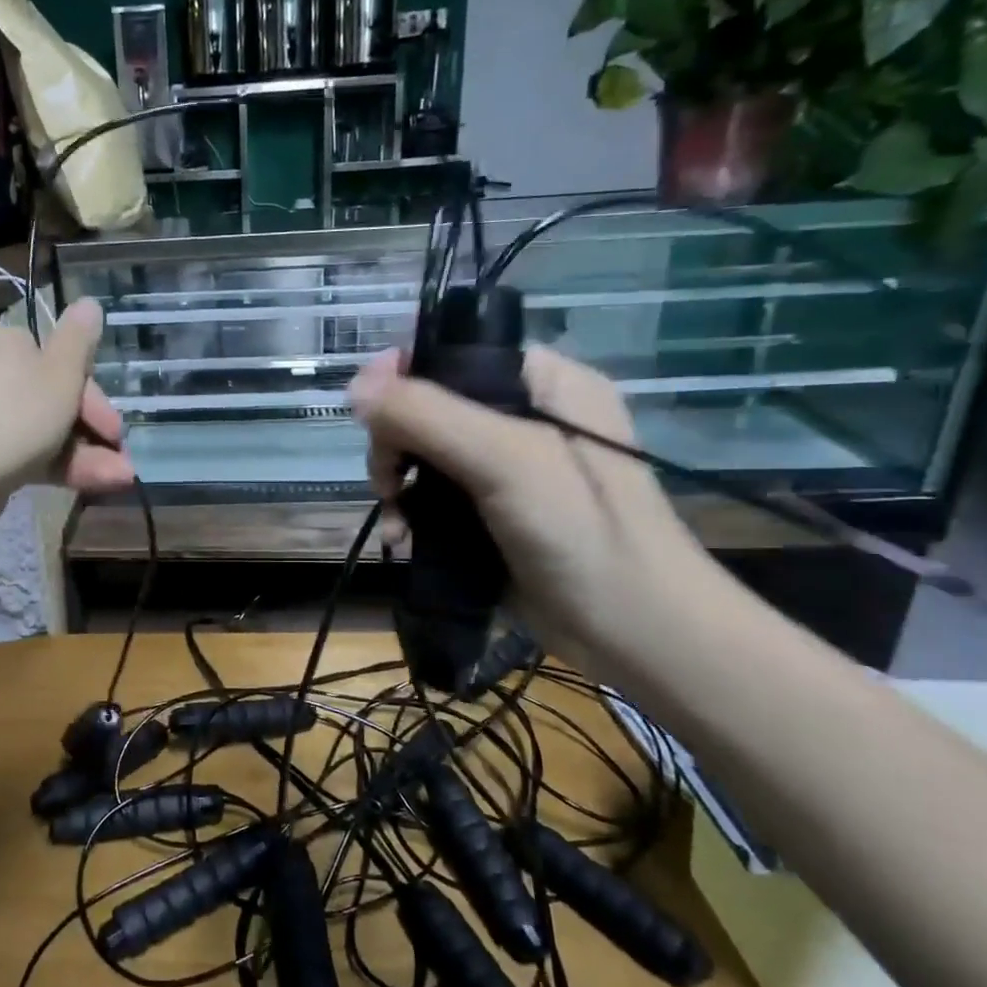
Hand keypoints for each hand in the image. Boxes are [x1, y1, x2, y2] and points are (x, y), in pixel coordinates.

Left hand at [0, 299, 135, 518]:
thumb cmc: (15, 416)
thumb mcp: (60, 373)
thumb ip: (80, 339)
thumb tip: (89, 302)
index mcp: (3, 340)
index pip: (59, 362)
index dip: (95, 398)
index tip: (116, 430)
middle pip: (52, 397)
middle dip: (92, 433)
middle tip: (120, 462)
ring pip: (41, 429)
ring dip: (84, 454)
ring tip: (117, 480)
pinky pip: (20, 450)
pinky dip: (54, 464)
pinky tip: (86, 484)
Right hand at [348, 346, 719, 679]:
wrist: (632, 632)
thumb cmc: (581, 531)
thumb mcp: (504, 458)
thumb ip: (427, 415)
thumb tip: (355, 386)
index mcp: (545, 384)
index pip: (459, 354)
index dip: (408, 376)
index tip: (374, 415)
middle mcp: (527, 419)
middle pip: (432, 408)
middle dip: (397, 445)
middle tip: (388, 482)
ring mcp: (511, 472)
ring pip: (427, 458)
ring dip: (398, 487)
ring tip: (396, 524)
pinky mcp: (494, 517)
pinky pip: (435, 500)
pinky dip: (412, 517)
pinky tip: (403, 542)